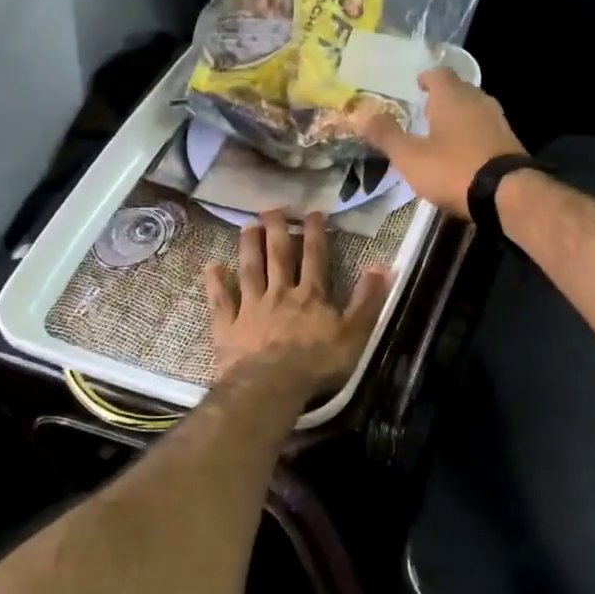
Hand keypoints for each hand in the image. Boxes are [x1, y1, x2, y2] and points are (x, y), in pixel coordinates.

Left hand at [203, 210, 389, 389]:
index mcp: (311, 296)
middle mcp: (280, 293)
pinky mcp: (228, 326)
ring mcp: (251, 308)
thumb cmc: (317, 363)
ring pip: (250, 270)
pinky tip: (212, 266)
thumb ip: (367, 300)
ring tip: (247, 225)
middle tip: (272, 208)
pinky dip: (215, 283)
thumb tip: (382, 266)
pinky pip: (221, 300)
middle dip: (277, 230)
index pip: (315, 258)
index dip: (315, 234)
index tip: (313, 212)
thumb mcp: (355, 334)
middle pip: (278, 256)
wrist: (271, 385)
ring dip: (248, 247)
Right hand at [354, 67, 525, 218]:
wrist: (507, 194)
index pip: (439, 74)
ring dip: (459, 116)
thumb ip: (386, 135)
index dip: (426, 78)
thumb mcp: (411, 157)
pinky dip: (472, 134)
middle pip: (458, 90)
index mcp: (452, 97)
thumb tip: (360, 114)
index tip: (417, 86)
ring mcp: (497, 121)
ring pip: (474, 109)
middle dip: (442, 97)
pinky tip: (464, 152)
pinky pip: (485, 129)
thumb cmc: (454, 169)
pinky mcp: (509, 142)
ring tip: (442, 132)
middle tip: (425, 110)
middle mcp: (478, 100)